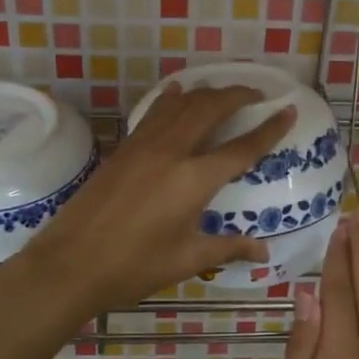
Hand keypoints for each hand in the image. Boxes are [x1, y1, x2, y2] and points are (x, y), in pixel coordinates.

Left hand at [29, 84, 293, 315]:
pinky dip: (171, 99)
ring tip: (222, 93)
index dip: (269, 128)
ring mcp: (144, 145)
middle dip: (237, 95)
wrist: (71, 263)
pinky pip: (155, 113)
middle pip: (210, 109)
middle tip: (255, 94)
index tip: (287, 109)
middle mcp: (172, 151)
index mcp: (195, 180)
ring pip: (181, 104)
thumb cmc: (135, 267)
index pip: (242, 147)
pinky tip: (176, 92)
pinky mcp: (124, 148)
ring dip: (206, 93)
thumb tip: (263, 251)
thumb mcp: (187, 259)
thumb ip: (228, 247)